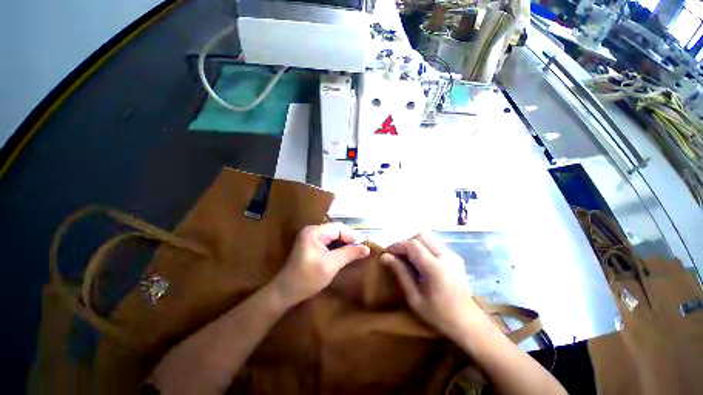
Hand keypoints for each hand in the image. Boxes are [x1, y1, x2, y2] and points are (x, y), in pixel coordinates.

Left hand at [271, 223, 370, 306]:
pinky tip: (346, 253)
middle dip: (349, 239)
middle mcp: (312, 230)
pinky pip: (329, 242)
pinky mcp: (312, 245)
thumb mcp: (331, 265)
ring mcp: (311, 237)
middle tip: (362, 248)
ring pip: (334, 236)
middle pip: (336, 230)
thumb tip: (367, 248)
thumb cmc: (308, 278)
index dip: (352, 235)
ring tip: (357, 251)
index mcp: (314, 231)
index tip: (364, 245)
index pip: (338, 228)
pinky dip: (338, 247)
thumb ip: (349, 253)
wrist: (286, 292)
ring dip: (345, 243)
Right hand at [380, 234, 483, 339]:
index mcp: (436, 269)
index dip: (397, 246)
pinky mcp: (455, 256)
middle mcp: (446, 257)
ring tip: (406, 258)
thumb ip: (400, 273)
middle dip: (405, 243)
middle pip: (421, 237)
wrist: (467, 323)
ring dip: (414, 244)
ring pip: (427, 238)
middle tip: (396, 256)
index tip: (386, 253)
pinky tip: (419, 261)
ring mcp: (453, 255)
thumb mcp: (414, 297)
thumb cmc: (438, 315)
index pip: (413, 245)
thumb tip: (384, 256)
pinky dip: (422, 248)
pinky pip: (434, 244)